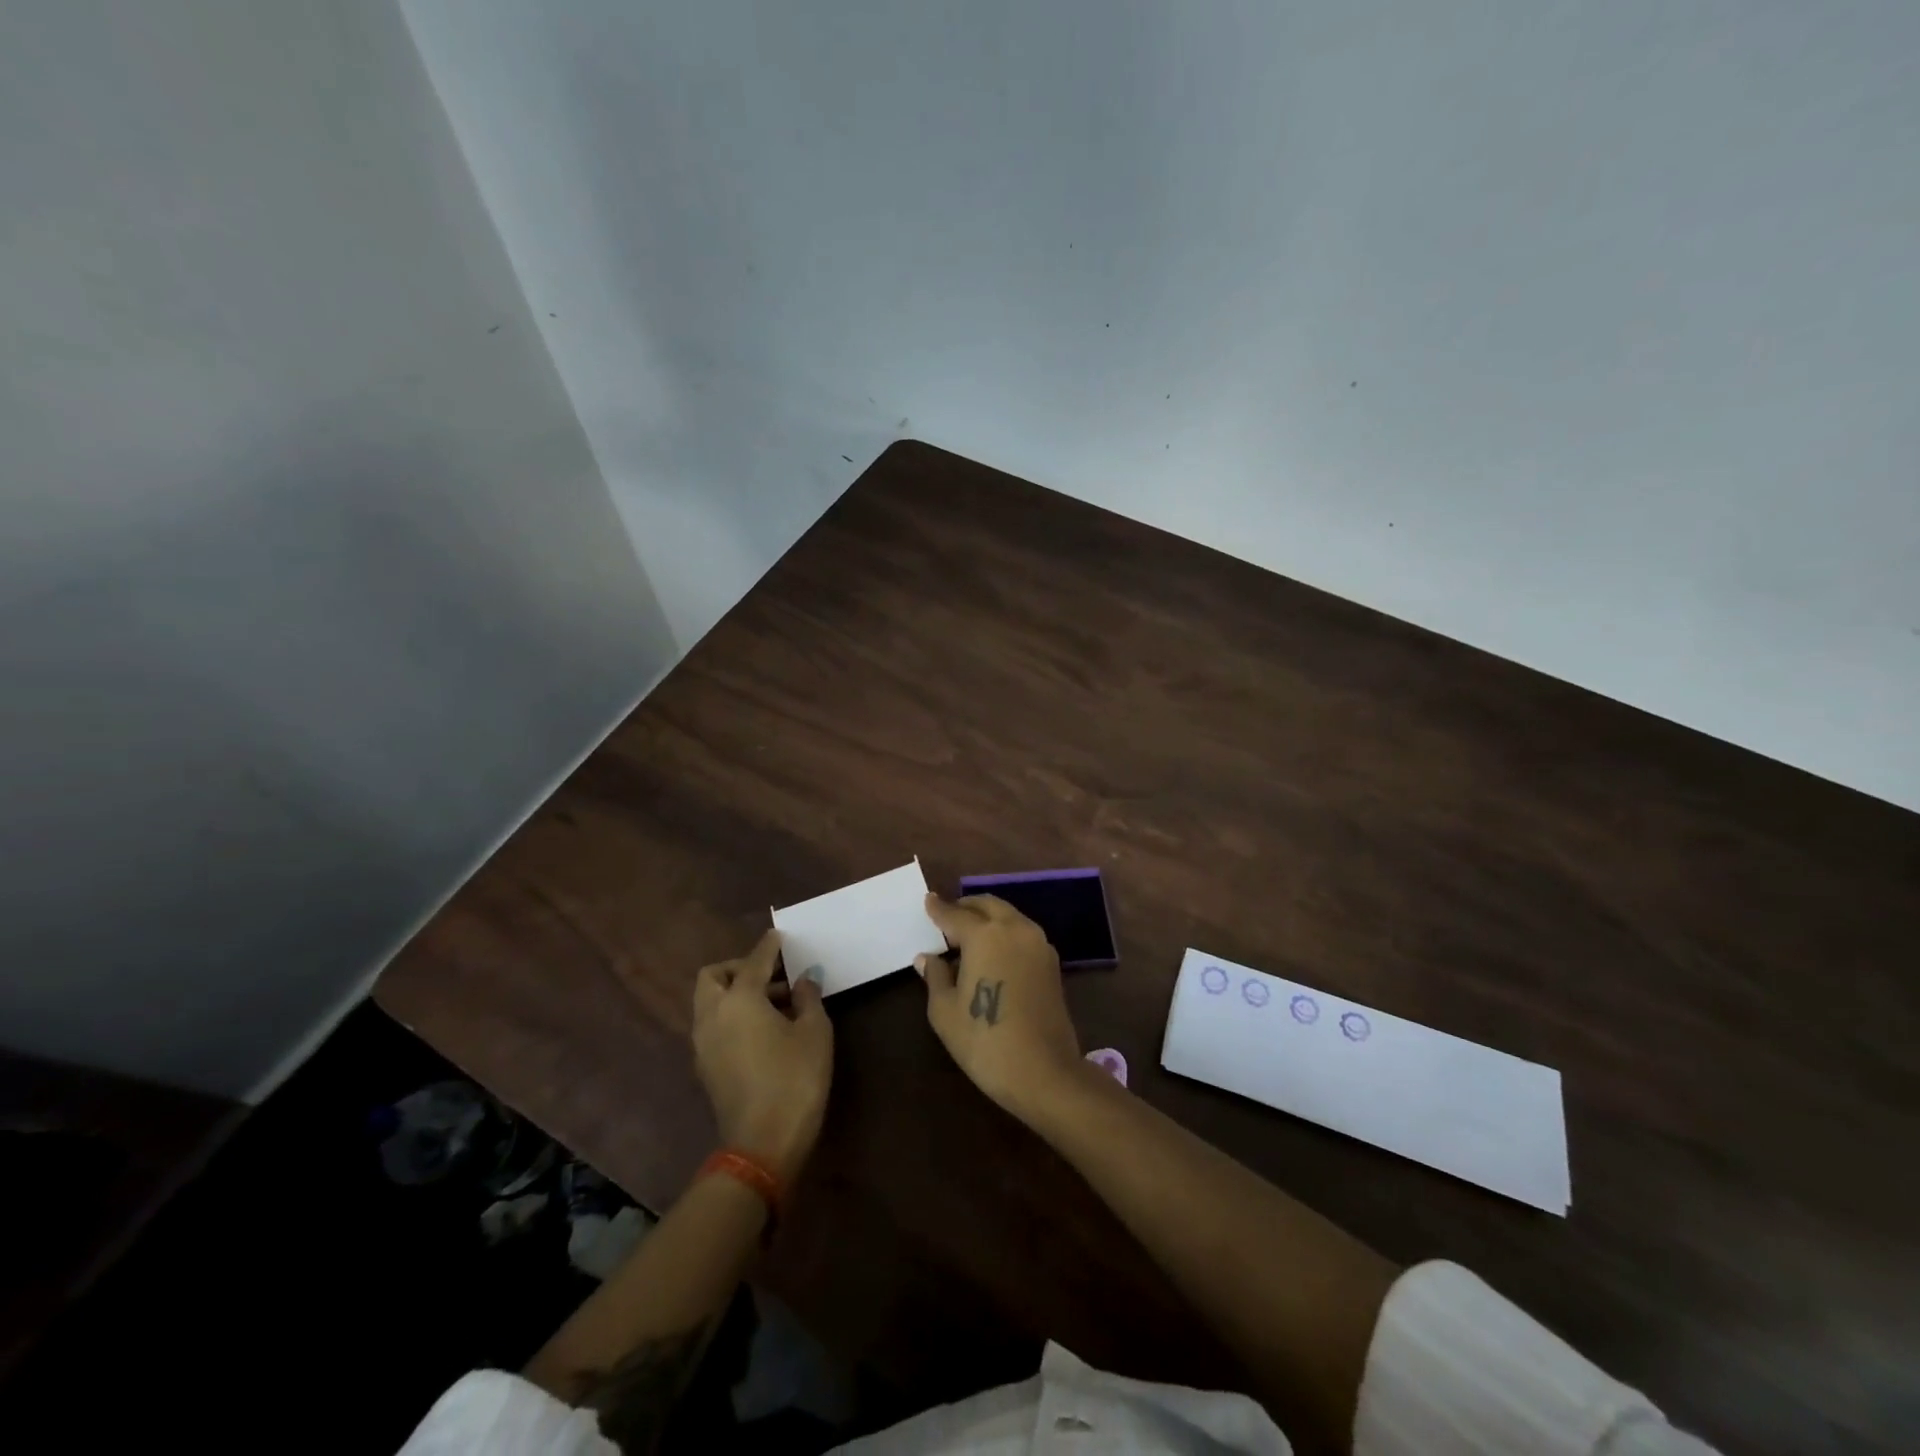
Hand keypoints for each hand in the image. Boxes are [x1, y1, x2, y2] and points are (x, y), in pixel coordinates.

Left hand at [692, 929, 832, 1183]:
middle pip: (713, 977)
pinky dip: (731, 1016)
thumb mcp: (815, 1033)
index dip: (769, 946)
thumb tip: (803, 980)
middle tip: (771, 975)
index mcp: (739, 1000)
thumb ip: (808, 998)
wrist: (763, 1145)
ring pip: (709, 1002)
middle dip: (738, 968)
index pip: (754, 961)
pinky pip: (713, 1025)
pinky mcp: (705, 1067)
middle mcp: (713, 1016)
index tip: (779, 936)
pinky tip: (763, 1030)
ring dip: (735, 993)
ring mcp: (703, 1044)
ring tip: (775, 1004)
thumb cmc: (795, 1079)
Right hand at [918, 893, 1082, 1122]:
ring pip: (1009, 916)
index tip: (928, 901)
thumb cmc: (985, 1041)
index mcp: (984, 935)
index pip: (955, 914)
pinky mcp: (1052, 962)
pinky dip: (1005, 933)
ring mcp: (1038, 944)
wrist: (1044, 1072)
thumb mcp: (945, 1012)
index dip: (938, 909)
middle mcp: (1014, 929)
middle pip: (987, 905)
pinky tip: (992, 954)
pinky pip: (1022, 934)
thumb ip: (936, 977)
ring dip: (988, 918)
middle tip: (948, 918)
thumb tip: (928, 958)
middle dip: (966, 907)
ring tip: (968, 937)